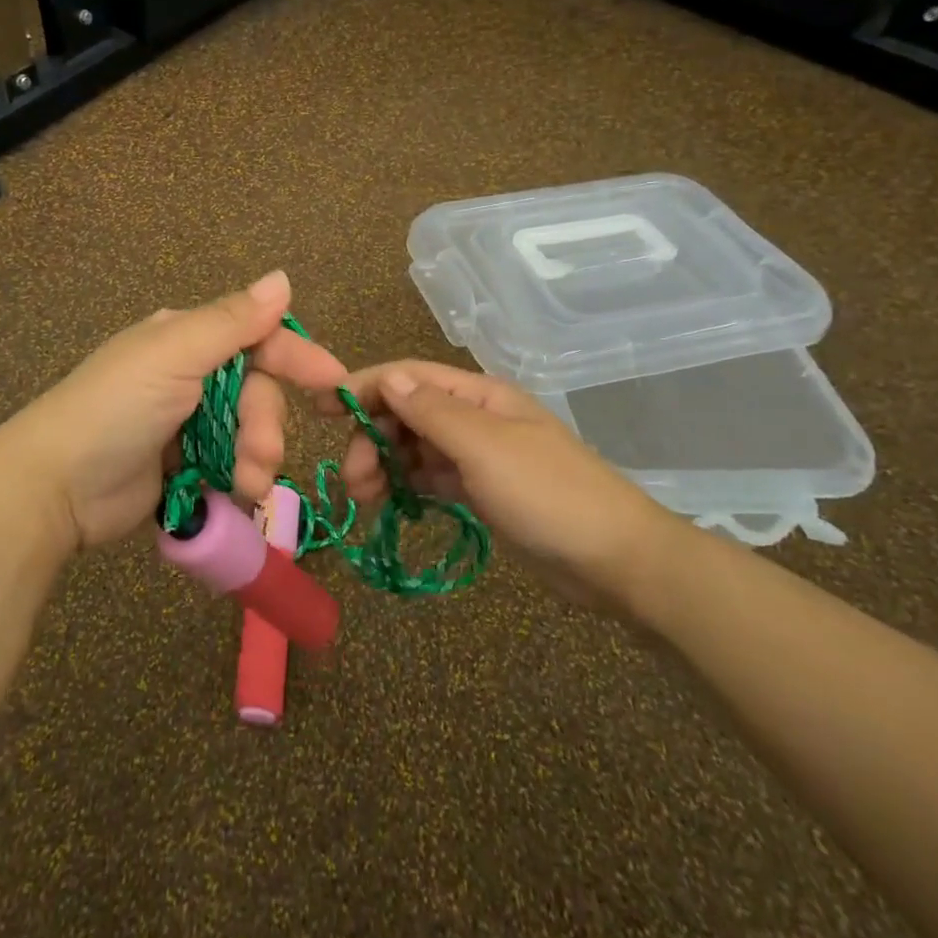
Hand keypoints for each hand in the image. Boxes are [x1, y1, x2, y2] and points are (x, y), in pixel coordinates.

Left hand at [2, 271, 346, 549]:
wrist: (56, 485)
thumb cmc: (117, 407)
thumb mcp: (175, 355)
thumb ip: (233, 321)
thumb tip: (283, 278)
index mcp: (186, 339)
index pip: (256, 337)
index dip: (297, 357)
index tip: (333, 384)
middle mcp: (189, 374)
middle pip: (256, 392)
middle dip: (265, 425)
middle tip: (261, 458)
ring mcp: (185, 423)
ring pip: (247, 433)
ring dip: (255, 459)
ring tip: (244, 485)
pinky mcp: (181, 466)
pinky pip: (228, 465)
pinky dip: (236, 479)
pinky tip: (232, 495)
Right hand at [321, 361, 685, 613]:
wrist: (616, 561)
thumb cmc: (548, 494)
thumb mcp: (484, 447)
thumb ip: (432, 411)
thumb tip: (388, 377)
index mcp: (479, 395)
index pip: (409, 377)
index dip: (364, 386)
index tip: (321, 407)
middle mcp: (476, 418)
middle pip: (407, 413)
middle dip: (373, 438)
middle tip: (352, 479)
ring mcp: (480, 456)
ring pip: (416, 448)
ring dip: (386, 465)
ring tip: (365, 498)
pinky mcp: (483, 492)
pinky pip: (432, 477)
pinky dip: (408, 485)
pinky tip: (392, 504)